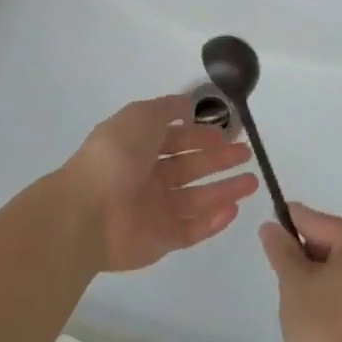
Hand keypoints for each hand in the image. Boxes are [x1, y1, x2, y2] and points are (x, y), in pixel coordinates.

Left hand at [60, 95, 258, 273]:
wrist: (89, 210)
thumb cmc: (116, 155)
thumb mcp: (141, 116)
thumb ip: (166, 108)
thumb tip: (188, 102)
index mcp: (139, 146)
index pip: (176, 138)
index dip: (201, 133)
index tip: (230, 131)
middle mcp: (147, 176)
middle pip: (190, 167)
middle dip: (218, 159)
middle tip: (246, 153)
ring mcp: (155, 210)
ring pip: (197, 198)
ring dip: (224, 189)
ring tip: (253, 181)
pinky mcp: (162, 240)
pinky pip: (192, 229)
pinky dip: (213, 220)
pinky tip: (234, 208)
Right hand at [259, 204, 341, 341]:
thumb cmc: (328, 329)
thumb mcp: (294, 283)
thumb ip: (281, 249)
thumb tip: (272, 227)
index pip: (316, 222)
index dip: (288, 231)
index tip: (269, 242)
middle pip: (335, 243)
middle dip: (309, 259)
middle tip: (288, 286)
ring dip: (325, 280)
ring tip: (307, 309)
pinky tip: (328, 324)